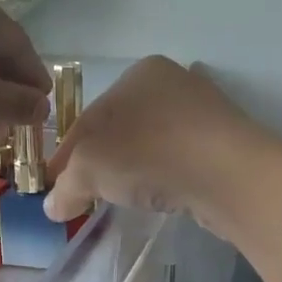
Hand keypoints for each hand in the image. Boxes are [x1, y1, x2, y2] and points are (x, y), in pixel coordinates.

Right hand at [44, 56, 271, 235]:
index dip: (65, 156)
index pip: (87, 118)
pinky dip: (162, 175)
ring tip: (119, 197)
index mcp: (137, 74)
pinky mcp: (224, 142)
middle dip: (98, 161)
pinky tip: (157, 194)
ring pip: (150, 144)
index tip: (54, 185)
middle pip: (118, 130)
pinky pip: (178, 159)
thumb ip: (66, 187)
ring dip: (130, 169)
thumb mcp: (90, 168)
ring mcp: (203, 112)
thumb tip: (53, 207)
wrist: (229, 174)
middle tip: (83, 194)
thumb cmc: (150, 154)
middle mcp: (172, 83)